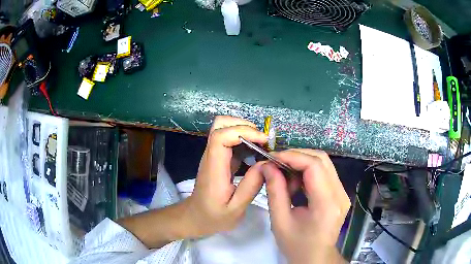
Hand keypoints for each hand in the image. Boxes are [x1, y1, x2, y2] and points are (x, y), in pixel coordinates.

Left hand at [184, 116, 266, 236]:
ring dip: (245, 130)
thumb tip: (266, 164)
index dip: (243, 131)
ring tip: (262, 145)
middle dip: (244, 125)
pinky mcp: (218, 159)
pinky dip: (244, 139)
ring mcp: (213, 156)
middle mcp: (211, 156)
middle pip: (220, 125)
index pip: (220, 137)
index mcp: (214, 169)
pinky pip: (229, 140)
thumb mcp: (236, 208)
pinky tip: (256, 152)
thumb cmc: (213, 216)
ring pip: (224, 128)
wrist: (196, 217)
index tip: (263, 140)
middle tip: (263, 140)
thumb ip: (251, 186)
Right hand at [262, 149, 349, 262]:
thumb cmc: (296, 244)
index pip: (314, 166)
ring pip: (324, 164)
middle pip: (321, 160)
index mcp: (326, 204)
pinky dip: (308, 172)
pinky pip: (325, 173)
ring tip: (285, 178)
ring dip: (302, 164)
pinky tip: (296, 184)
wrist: (315, 257)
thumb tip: (267, 166)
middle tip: (276, 164)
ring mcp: (342, 193)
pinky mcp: (340, 194)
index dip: (292, 156)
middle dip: (296, 157)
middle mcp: (340, 194)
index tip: (272, 157)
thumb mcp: (279, 221)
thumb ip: (274, 191)